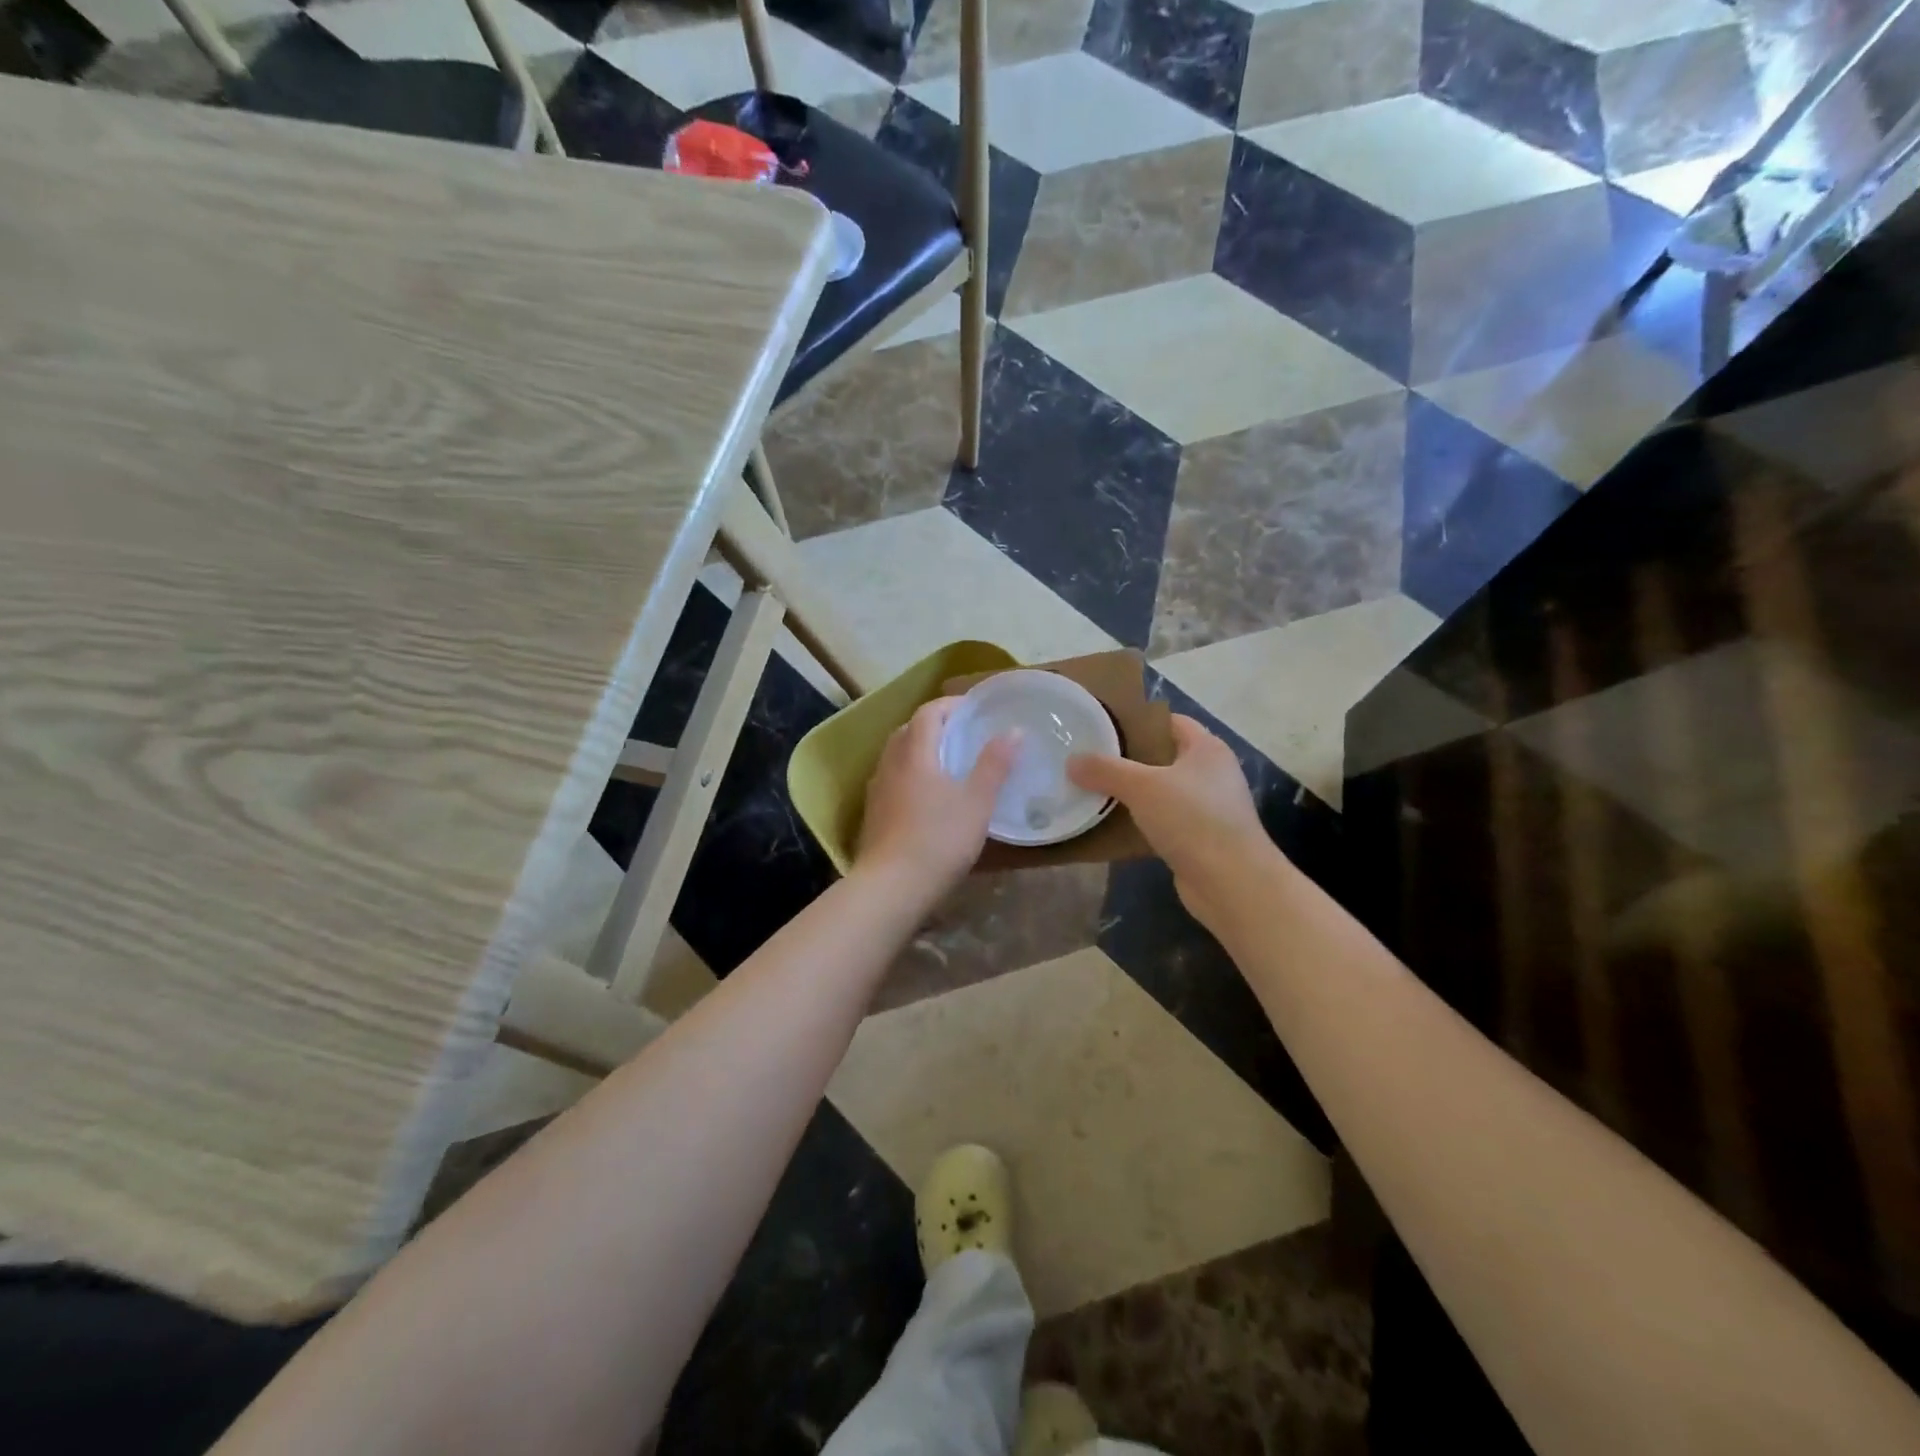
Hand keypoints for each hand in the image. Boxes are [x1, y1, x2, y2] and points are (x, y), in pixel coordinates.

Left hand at [856, 698, 1016, 898]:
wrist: (892, 886)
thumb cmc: (939, 839)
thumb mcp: (977, 802)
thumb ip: (994, 765)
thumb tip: (1014, 731)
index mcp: (915, 753)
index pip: (928, 713)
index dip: (950, 706)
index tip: (973, 710)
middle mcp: (891, 764)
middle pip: (908, 731)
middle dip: (934, 726)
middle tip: (961, 735)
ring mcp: (878, 790)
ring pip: (897, 756)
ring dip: (919, 750)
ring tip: (946, 764)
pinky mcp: (873, 814)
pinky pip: (892, 780)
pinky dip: (910, 775)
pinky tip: (926, 797)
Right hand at [1068, 715, 1279, 929]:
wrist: (1231, 882)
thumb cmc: (1192, 819)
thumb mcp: (1142, 786)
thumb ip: (1105, 770)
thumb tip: (1072, 761)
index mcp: (1207, 748)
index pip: (1169, 722)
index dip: (1137, 722)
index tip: (1102, 727)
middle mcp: (1212, 773)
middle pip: (1164, 757)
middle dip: (1128, 759)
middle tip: (1091, 760)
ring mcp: (1209, 808)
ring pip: (1163, 792)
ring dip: (1133, 794)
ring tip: (1095, 791)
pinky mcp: (1201, 839)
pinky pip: (1165, 822)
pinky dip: (1142, 823)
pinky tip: (1114, 826)